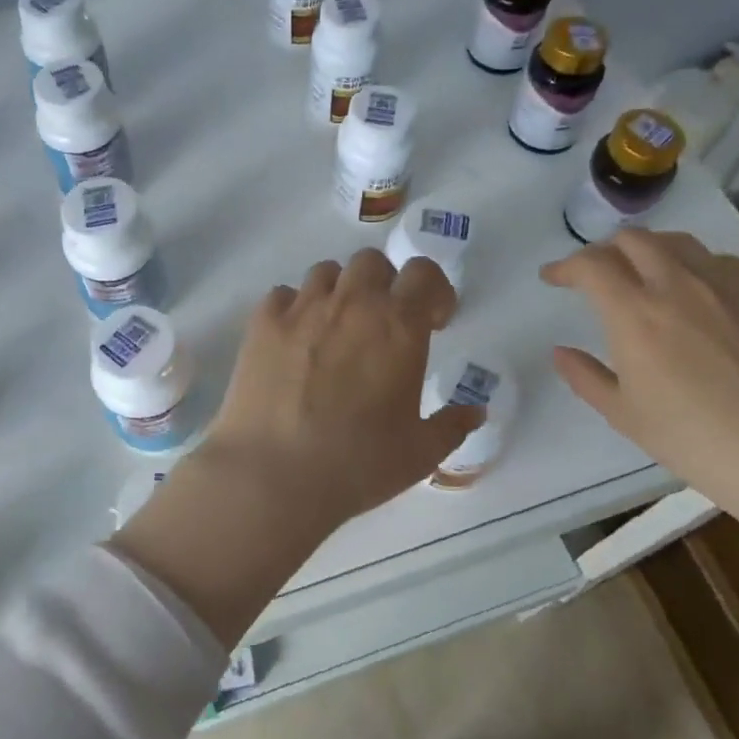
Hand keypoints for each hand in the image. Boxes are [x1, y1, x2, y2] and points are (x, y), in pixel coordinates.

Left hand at [196, 250, 483, 537]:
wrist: (273, 475)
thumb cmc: (357, 464)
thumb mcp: (420, 453)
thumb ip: (453, 425)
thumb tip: (476, 411)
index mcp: (398, 326)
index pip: (423, 274)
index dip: (434, 291)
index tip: (433, 322)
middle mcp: (352, 303)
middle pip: (372, 263)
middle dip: (384, 285)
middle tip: (383, 325)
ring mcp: (302, 308)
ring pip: (326, 272)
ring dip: (339, 292)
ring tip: (336, 330)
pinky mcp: (262, 322)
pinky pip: (283, 295)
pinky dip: (294, 309)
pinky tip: (294, 342)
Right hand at [541, 229, 738, 511]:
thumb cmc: (694, 439)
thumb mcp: (624, 415)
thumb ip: (585, 377)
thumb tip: (561, 352)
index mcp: (635, 313)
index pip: (590, 265)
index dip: (564, 266)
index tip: (552, 278)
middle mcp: (677, 285)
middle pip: (633, 239)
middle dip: (604, 250)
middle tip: (595, 274)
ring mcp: (724, 286)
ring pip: (678, 242)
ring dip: (648, 249)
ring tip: (642, 273)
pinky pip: (717, 262)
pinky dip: (691, 266)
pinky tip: (694, 294)